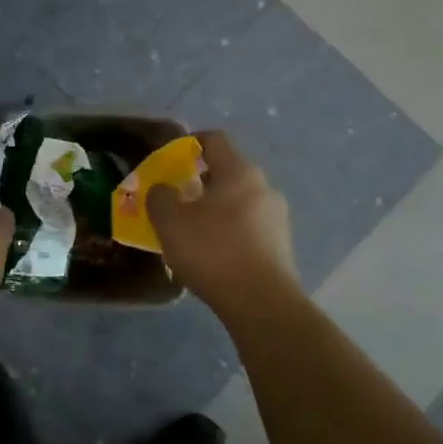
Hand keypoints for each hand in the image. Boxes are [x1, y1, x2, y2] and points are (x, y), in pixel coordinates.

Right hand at [146, 130, 298, 315]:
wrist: (262, 303)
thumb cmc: (213, 251)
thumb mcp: (170, 221)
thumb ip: (160, 197)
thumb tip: (162, 189)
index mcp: (239, 172)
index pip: (214, 140)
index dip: (190, 142)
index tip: (172, 157)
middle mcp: (264, 188)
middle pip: (228, 173)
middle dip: (200, 183)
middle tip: (177, 201)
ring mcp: (278, 218)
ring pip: (240, 203)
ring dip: (216, 211)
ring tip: (193, 233)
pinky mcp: (282, 246)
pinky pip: (250, 229)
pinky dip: (230, 233)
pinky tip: (215, 256)